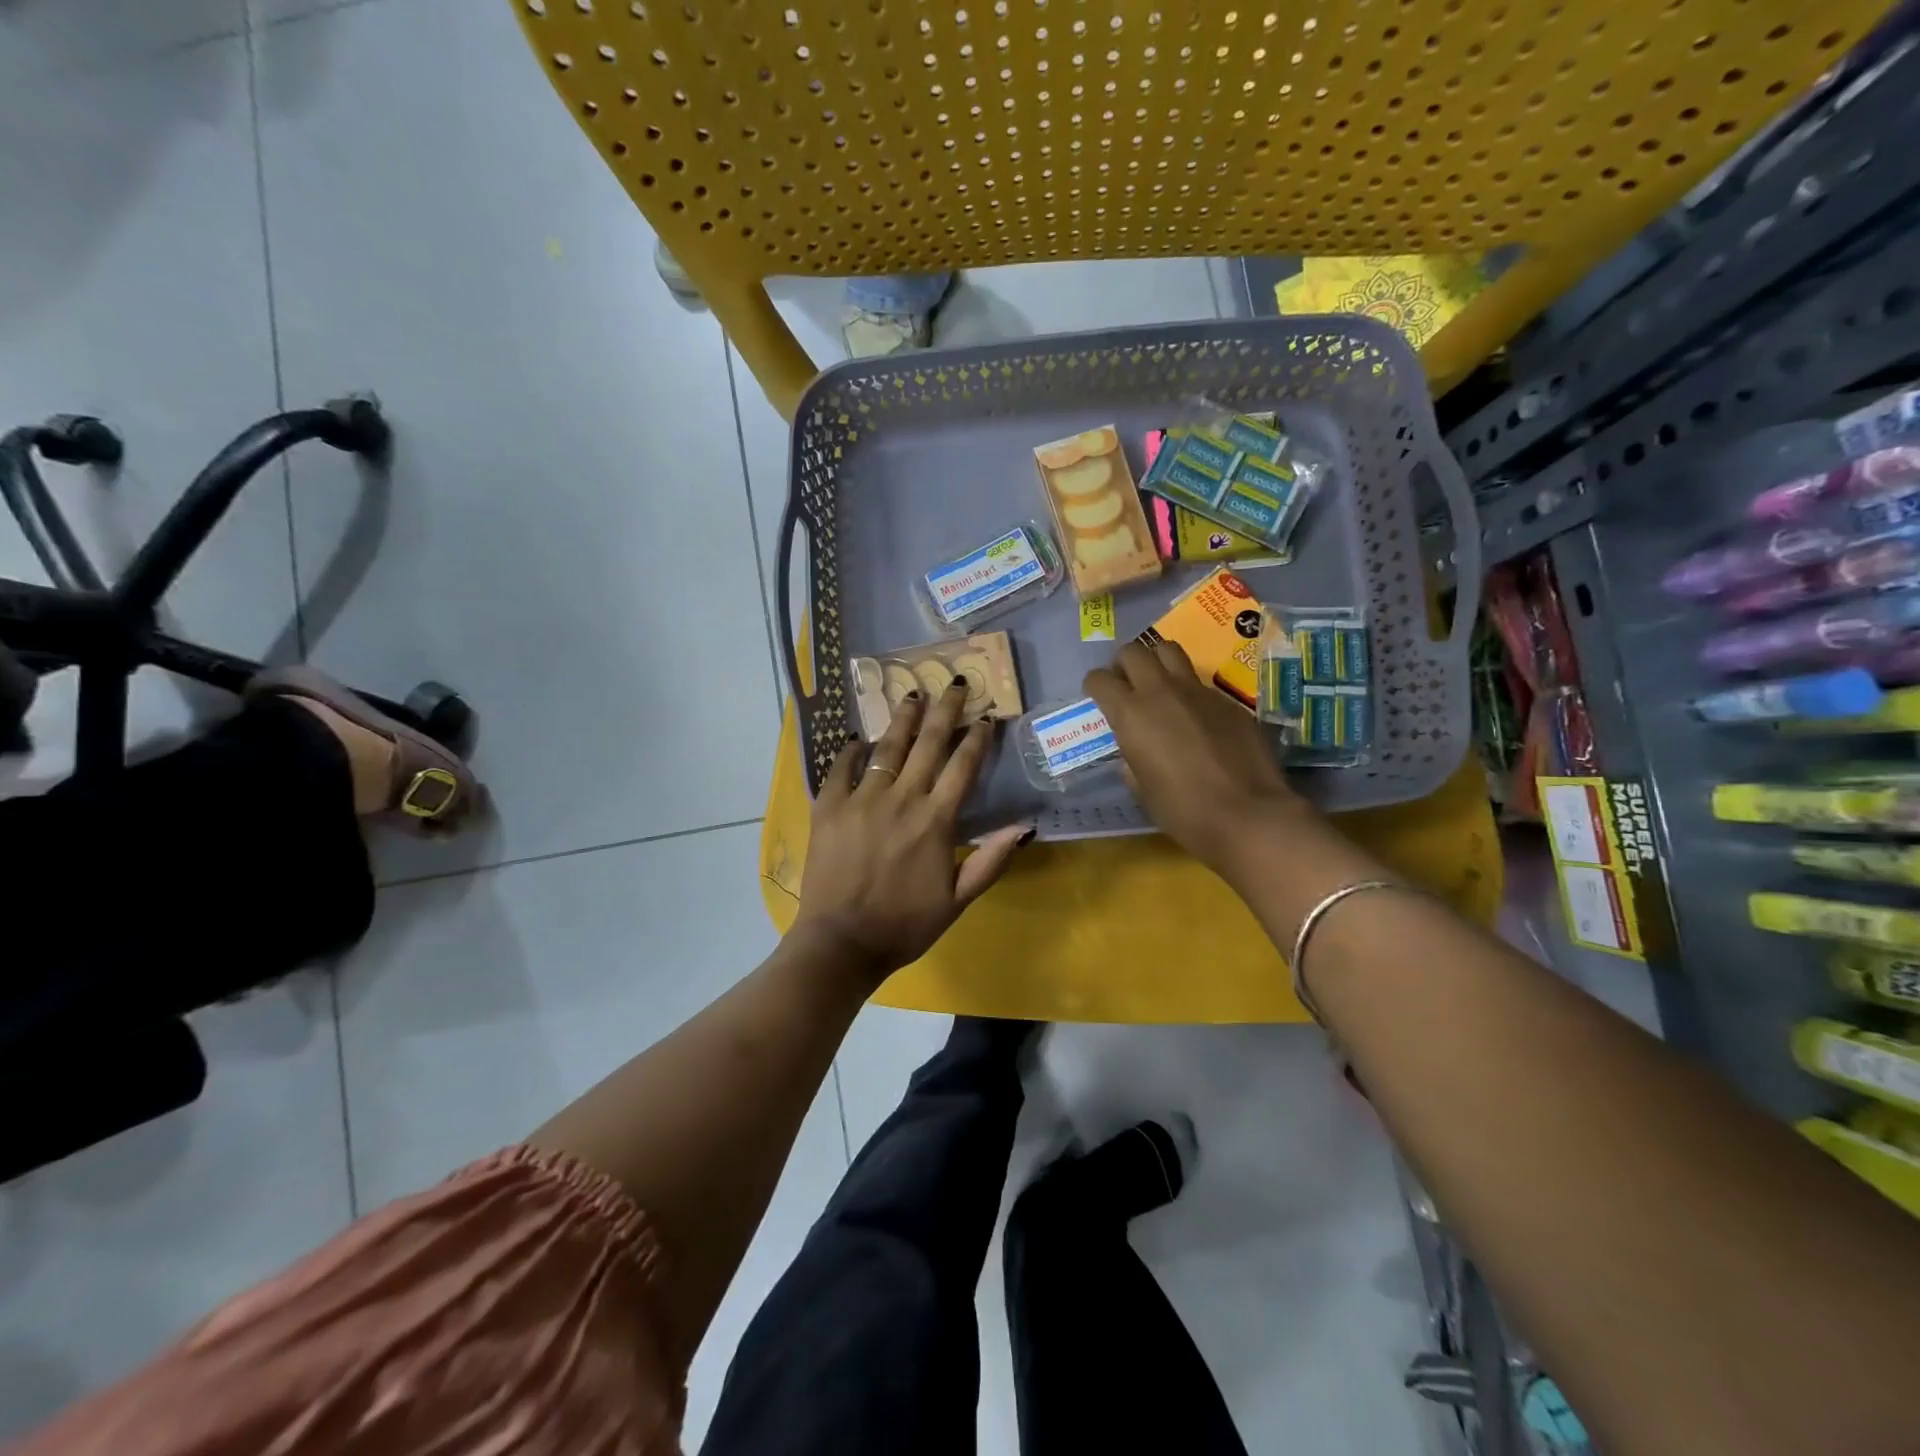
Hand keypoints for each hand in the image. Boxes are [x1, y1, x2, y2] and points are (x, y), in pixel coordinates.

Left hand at [794, 679, 1030, 981]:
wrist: (842, 943)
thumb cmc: (905, 925)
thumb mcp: (958, 900)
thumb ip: (991, 861)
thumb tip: (1026, 827)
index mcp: (936, 820)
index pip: (962, 767)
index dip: (977, 739)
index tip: (986, 717)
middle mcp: (902, 799)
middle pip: (928, 744)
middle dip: (945, 711)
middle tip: (954, 683)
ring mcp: (862, 800)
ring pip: (887, 748)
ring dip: (903, 719)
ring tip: (913, 694)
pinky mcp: (829, 807)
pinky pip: (840, 768)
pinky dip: (850, 750)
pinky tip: (857, 737)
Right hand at [1085, 639, 1308, 876]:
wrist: (1247, 814)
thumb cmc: (1183, 810)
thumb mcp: (1141, 788)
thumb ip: (1131, 759)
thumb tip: (1133, 751)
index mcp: (1131, 713)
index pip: (1100, 679)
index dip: (1095, 686)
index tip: (1098, 697)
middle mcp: (1161, 691)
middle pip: (1134, 652)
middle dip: (1124, 664)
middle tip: (1127, 685)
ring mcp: (1198, 691)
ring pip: (1170, 651)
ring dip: (1157, 662)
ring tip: (1159, 686)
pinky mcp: (1228, 700)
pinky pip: (1201, 683)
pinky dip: (1190, 692)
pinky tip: (1197, 719)